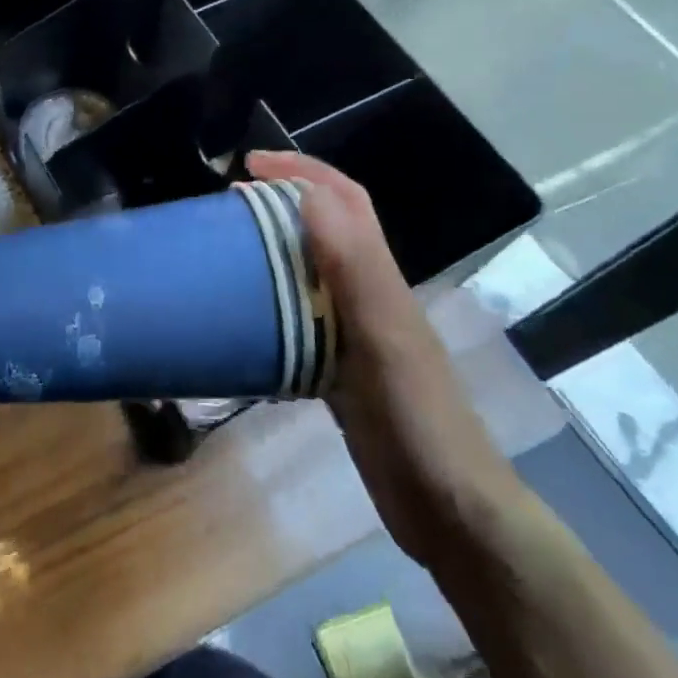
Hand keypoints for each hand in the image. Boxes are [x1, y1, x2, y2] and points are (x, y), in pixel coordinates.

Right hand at [246, 152, 524, 567]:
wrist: (450, 513)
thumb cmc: (418, 421)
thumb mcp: (385, 340)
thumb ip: (355, 268)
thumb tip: (311, 194)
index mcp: (381, 280)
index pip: (346, 201)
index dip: (302, 171)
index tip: (249, 165)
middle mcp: (369, 297)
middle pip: (326, 230)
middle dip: (281, 203)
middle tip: (228, 206)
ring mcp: (356, 336)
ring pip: (311, 273)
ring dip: (274, 250)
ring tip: (226, 250)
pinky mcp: (341, 373)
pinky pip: (300, 320)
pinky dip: (271, 304)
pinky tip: (241, 319)